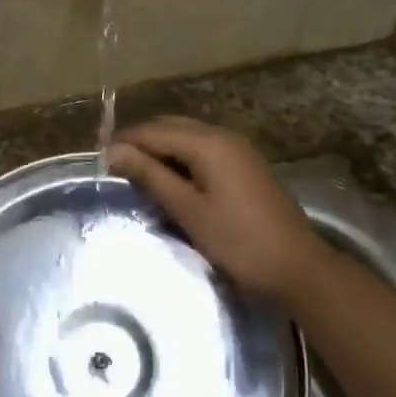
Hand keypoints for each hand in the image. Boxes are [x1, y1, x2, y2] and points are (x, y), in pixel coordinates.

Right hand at [109, 117, 330, 302]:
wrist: (298, 268)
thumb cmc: (239, 242)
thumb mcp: (188, 210)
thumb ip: (151, 176)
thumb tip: (114, 151)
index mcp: (208, 143)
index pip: (154, 132)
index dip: (124, 142)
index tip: (97, 157)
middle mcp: (224, 137)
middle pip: (172, 127)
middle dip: (141, 141)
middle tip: (113, 164)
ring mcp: (239, 151)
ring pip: (189, 138)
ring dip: (161, 150)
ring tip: (135, 173)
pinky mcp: (246, 167)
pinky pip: (204, 151)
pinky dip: (181, 158)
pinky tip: (169, 180)